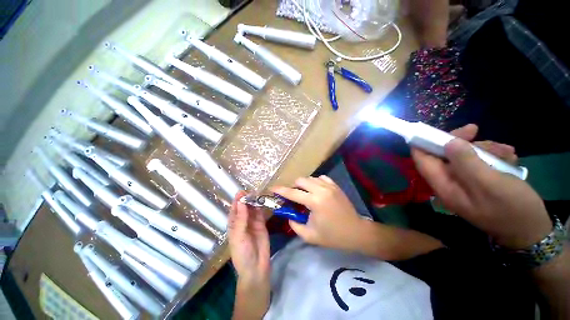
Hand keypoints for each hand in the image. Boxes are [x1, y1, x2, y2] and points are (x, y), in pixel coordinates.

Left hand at [228, 191, 269, 287]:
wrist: (256, 267)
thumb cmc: (242, 253)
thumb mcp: (239, 236)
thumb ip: (241, 219)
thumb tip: (241, 201)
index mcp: (234, 224)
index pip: (235, 210)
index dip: (237, 200)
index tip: (241, 191)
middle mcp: (243, 221)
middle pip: (244, 207)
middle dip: (247, 199)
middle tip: (252, 191)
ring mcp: (253, 222)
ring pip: (253, 209)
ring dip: (254, 201)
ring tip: (258, 193)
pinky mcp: (261, 224)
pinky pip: (260, 213)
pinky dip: (261, 207)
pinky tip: (263, 201)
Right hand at [272, 176, 366, 250]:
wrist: (356, 232)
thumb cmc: (332, 236)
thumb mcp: (309, 235)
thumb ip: (294, 224)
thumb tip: (288, 214)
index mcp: (314, 202)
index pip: (292, 193)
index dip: (281, 190)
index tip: (272, 188)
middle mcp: (321, 190)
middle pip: (301, 180)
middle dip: (293, 187)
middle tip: (293, 196)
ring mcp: (330, 186)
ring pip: (310, 178)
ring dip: (304, 185)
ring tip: (304, 194)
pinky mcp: (335, 186)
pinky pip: (321, 178)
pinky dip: (315, 182)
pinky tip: (316, 190)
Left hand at [411, 124, 551, 248]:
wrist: (531, 230)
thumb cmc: (512, 208)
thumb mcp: (489, 183)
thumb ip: (466, 162)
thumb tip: (448, 143)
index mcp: (444, 186)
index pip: (422, 161)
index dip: (421, 145)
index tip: (430, 129)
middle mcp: (449, 183)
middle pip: (443, 155)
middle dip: (460, 142)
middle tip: (476, 130)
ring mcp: (464, 182)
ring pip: (464, 156)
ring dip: (483, 149)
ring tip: (506, 152)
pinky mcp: (479, 181)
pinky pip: (480, 162)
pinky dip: (493, 156)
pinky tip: (509, 158)